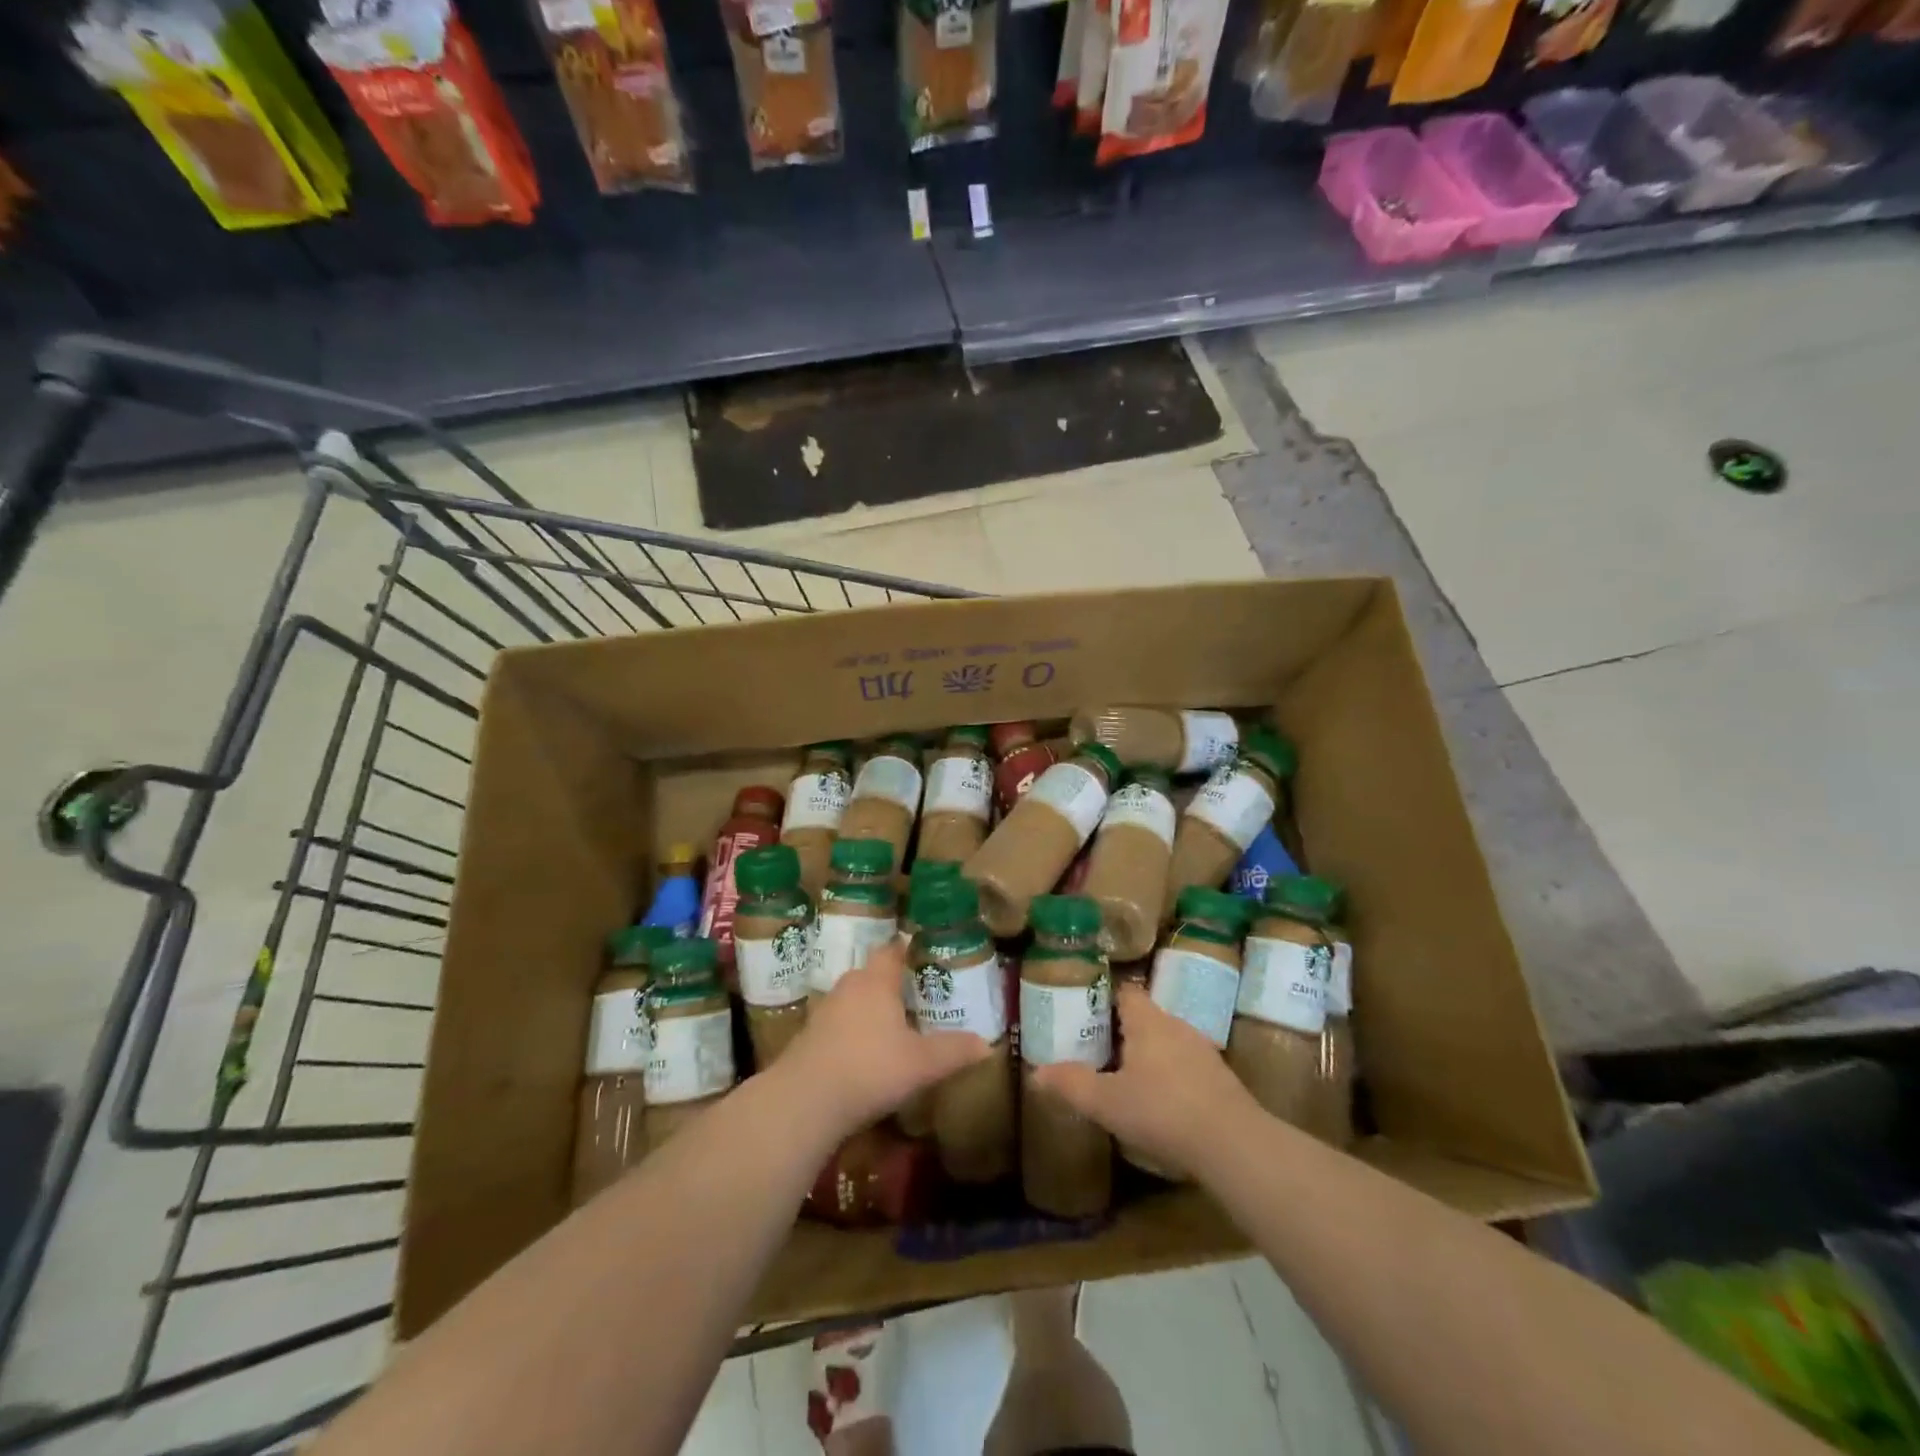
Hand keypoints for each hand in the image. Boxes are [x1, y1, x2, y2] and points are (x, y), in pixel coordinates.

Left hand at [779, 937, 989, 1136]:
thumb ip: (954, 1051)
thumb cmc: (870, 1068)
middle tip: (919, 996)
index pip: (892, 951)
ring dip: (873, 1008)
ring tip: (896, 1025)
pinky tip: (867, 1053)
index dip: (908, 950)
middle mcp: (849, 987)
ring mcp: (825, 1011)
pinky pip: (840, 1023)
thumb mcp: (922, 1063)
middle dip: (894, 983)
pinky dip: (855, 1030)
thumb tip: (988, 1045)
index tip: (926, 955)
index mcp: (876, 981)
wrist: (804, 1101)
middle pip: (873, 974)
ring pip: (855, 999)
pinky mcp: (809, 1036)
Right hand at [1030, 982, 1255, 1179]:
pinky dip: (1171, 1074)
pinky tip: (1161, 1101)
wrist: (1233, 1144)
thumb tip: (1036, 1073)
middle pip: (1145, 1016)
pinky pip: (1186, 1064)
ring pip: (1167, 1040)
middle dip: (1123, 1029)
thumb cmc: (1162, 1111)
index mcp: (1147, 1020)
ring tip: (1126, 1075)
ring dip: (1149, 1053)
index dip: (1104, 996)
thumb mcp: (1107, 1102)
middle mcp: (1176, 1024)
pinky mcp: (1220, 1077)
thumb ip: (1071, 1084)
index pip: (1125, 991)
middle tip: (1098, 1046)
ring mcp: (1202, 1049)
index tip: (1084, 1009)